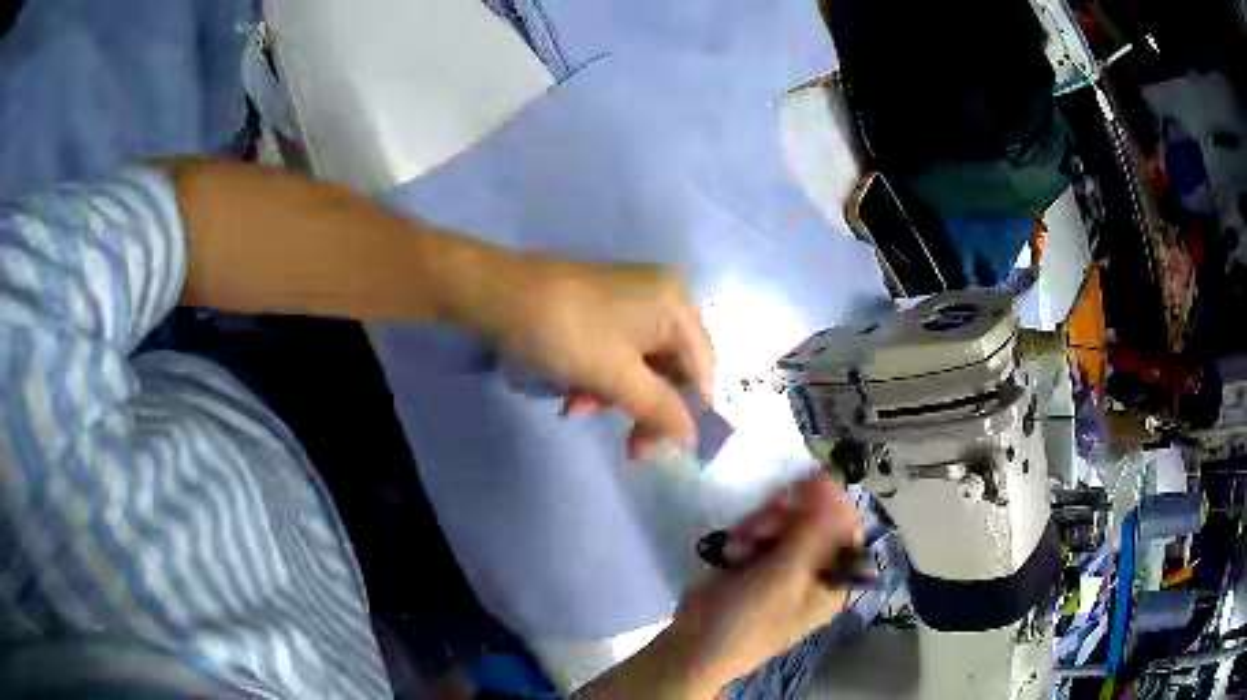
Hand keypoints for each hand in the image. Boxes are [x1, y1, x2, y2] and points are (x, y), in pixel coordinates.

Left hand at [491, 257, 713, 458]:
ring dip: (616, 396)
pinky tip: (574, 394)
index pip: (702, 372)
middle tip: (628, 448)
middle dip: (644, 407)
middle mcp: (663, 297)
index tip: (660, 449)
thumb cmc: (565, 333)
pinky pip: (619, 353)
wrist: (498, 294)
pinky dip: (601, 377)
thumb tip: (692, 440)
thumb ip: (660, 410)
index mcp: (677, 306)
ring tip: (579, 408)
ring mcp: (632, 300)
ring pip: (642, 366)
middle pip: (673, 370)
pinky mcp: (605, 308)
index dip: (686, 414)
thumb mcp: (617, 377)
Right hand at [579, 477, 862, 698]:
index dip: (828, 501)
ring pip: (785, 522)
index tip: (801, 485)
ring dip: (761, 524)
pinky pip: (762, 533)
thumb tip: (831, 478)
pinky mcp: (758, 565)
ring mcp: (786, 567)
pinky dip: (747, 536)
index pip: (847, 524)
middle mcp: (817, 570)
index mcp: (836, 578)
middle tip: (762, 525)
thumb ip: (813, 526)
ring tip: (741, 543)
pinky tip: (731, 549)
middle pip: (815, 519)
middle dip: (786, 517)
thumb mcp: (786, 573)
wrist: (694, 646)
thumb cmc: (748, 617)